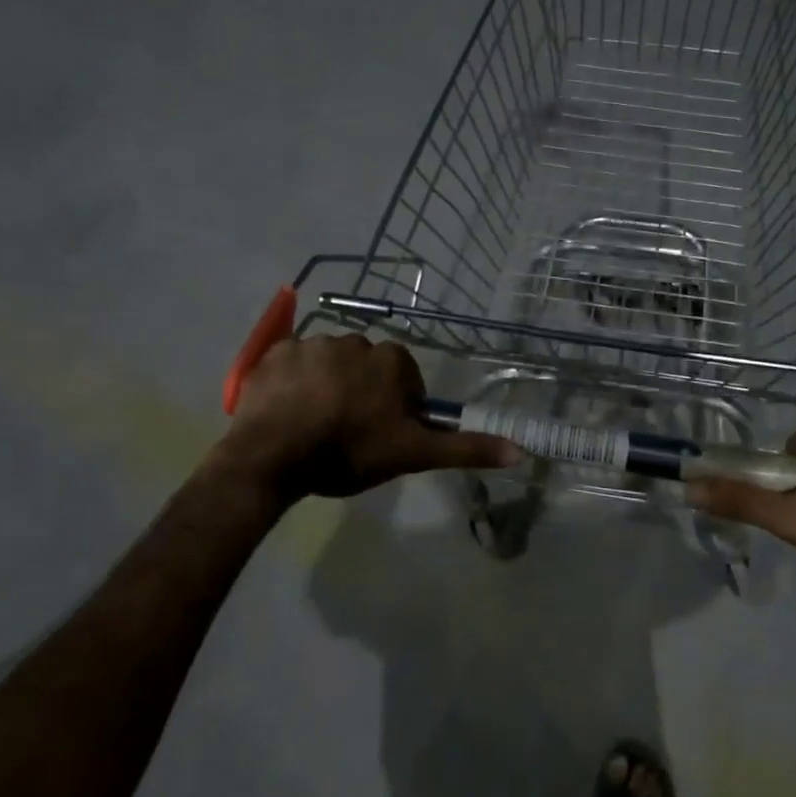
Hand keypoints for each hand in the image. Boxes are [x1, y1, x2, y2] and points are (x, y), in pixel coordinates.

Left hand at [216, 334, 518, 500]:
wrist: (274, 455)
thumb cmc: (350, 451)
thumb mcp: (412, 454)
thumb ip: (465, 448)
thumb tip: (521, 448)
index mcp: (390, 360)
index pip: (404, 379)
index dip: (396, 408)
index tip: (381, 435)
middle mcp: (355, 341)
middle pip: (367, 369)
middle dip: (362, 393)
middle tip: (348, 432)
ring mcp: (311, 343)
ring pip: (329, 364)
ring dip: (327, 386)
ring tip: (314, 424)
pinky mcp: (275, 353)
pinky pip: (292, 363)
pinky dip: (293, 382)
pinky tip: (287, 411)